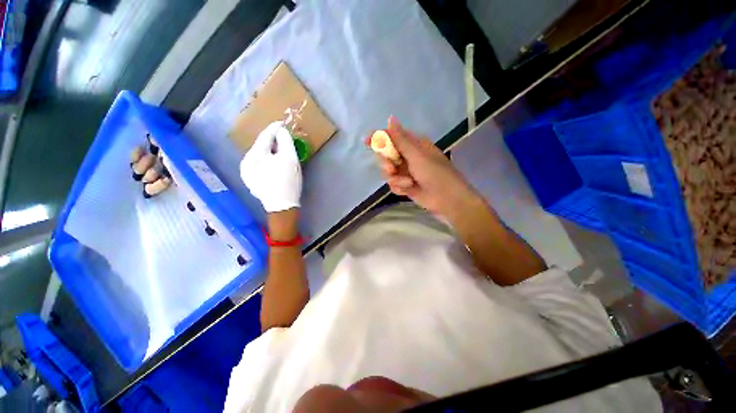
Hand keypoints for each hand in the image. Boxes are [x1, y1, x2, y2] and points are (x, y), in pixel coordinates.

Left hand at [240, 121, 301, 212]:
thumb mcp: (290, 159)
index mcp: (254, 155)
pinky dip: (268, 161)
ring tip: (281, 152)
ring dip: (271, 151)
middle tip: (285, 140)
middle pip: (261, 146)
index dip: (274, 128)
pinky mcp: (250, 180)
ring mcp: (246, 172)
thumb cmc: (288, 182)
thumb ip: (285, 141)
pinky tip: (275, 164)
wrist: (282, 206)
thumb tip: (281, 131)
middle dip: (273, 142)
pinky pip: (259, 164)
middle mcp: (246, 161)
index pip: (265, 136)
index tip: (282, 123)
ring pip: (260, 155)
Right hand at [368, 116, 479, 217]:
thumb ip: (401, 139)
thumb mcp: (417, 156)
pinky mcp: (404, 185)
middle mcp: (407, 156)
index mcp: (413, 145)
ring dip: (395, 178)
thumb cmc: (435, 174)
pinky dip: (399, 187)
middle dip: (386, 163)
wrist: (447, 199)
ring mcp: (405, 171)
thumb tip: (390, 118)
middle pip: (385, 155)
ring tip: (407, 183)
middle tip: (392, 169)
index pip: (391, 137)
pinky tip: (408, 189)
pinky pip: (392, 183)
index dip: (378, 138)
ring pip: (387, 171)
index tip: (367, 142)